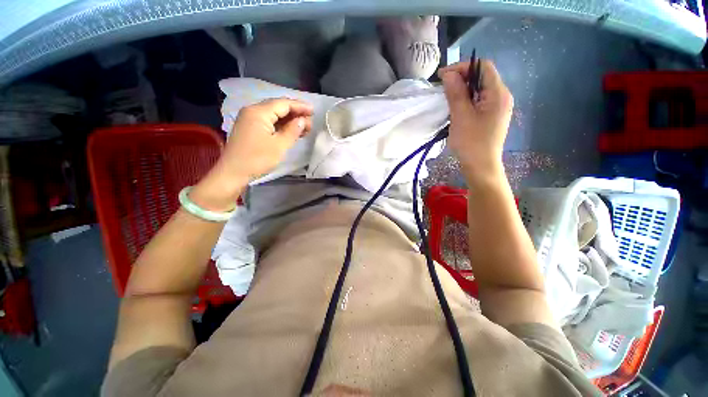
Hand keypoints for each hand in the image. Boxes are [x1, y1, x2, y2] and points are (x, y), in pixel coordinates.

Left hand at [191, 98, 313, 210]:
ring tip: (305, 128)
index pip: (283, 103)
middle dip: (295, 113)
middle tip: (310, 122)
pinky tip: (291, 131)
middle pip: (278, 107)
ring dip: (289, 120)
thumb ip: (292, 131)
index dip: (300, 106)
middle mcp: (252, 111)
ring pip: (274, 115)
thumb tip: (303, 120)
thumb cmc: (257, 159)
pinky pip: (268, 122)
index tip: (313, 110)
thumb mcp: (279, 146)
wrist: (233, 173)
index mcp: (258, 112)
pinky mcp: (250, 128)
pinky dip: (281, 125)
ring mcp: (250, 119)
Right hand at [438, 60, 512, 182]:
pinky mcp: (492, 116)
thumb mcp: (461, 117)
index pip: (483, 67)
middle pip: (482, 77)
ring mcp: (498, 107)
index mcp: (498, 94)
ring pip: (480, 89)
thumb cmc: (471, 143)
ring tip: (447, 96)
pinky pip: (480, 100)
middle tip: (443, 87)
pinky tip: (457, 107)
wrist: (481, 167)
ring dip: (463, 89)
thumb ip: (456, 93)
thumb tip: (449, 74)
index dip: (462, 67)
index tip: (443, 76)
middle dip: (462, 78)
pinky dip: (467, 99)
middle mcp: (502, 96)